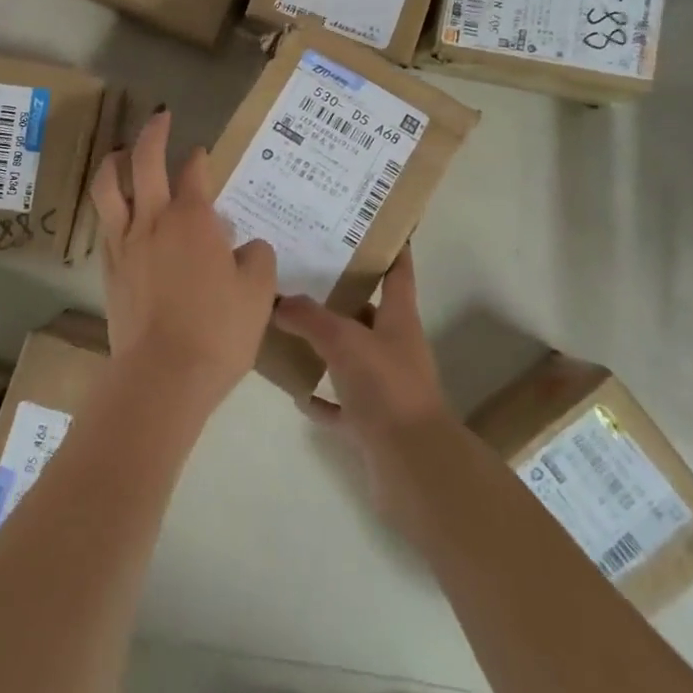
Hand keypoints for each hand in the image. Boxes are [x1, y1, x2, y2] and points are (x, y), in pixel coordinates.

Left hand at [88, 108, 278, 412]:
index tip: (202, 152)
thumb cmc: (218, 330)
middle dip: (153, 133)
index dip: (199, 158)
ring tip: (121, 152)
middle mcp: (154, 220)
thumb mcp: (258, 292)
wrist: (163, 376)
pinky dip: (111, 206)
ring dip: (114, 162)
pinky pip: (106, 224)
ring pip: (109, 187)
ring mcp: (125, 243)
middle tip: (160, 117)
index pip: (194, 172)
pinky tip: (119, 212)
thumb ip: (257, 258)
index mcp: (193, 218)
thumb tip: (246, 246)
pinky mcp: (110, 269)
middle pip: (145, 161)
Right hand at [270, 246, 458, 523]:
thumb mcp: (344, 341)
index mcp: (399, 320)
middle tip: (305, 272)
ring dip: (326, 346)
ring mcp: (385, 387)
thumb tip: (279, 302)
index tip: (374, 226)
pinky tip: (295, 390)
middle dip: (341, 295)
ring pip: (352, 356)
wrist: (413, 466)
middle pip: (368, 312)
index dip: (391, 248)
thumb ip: (310, 318)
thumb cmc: (386, 388)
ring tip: (289, 327)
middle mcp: (395, 348)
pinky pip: (341, 403)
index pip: (398, 273)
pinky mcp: (372, 423)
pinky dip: (321, 397)